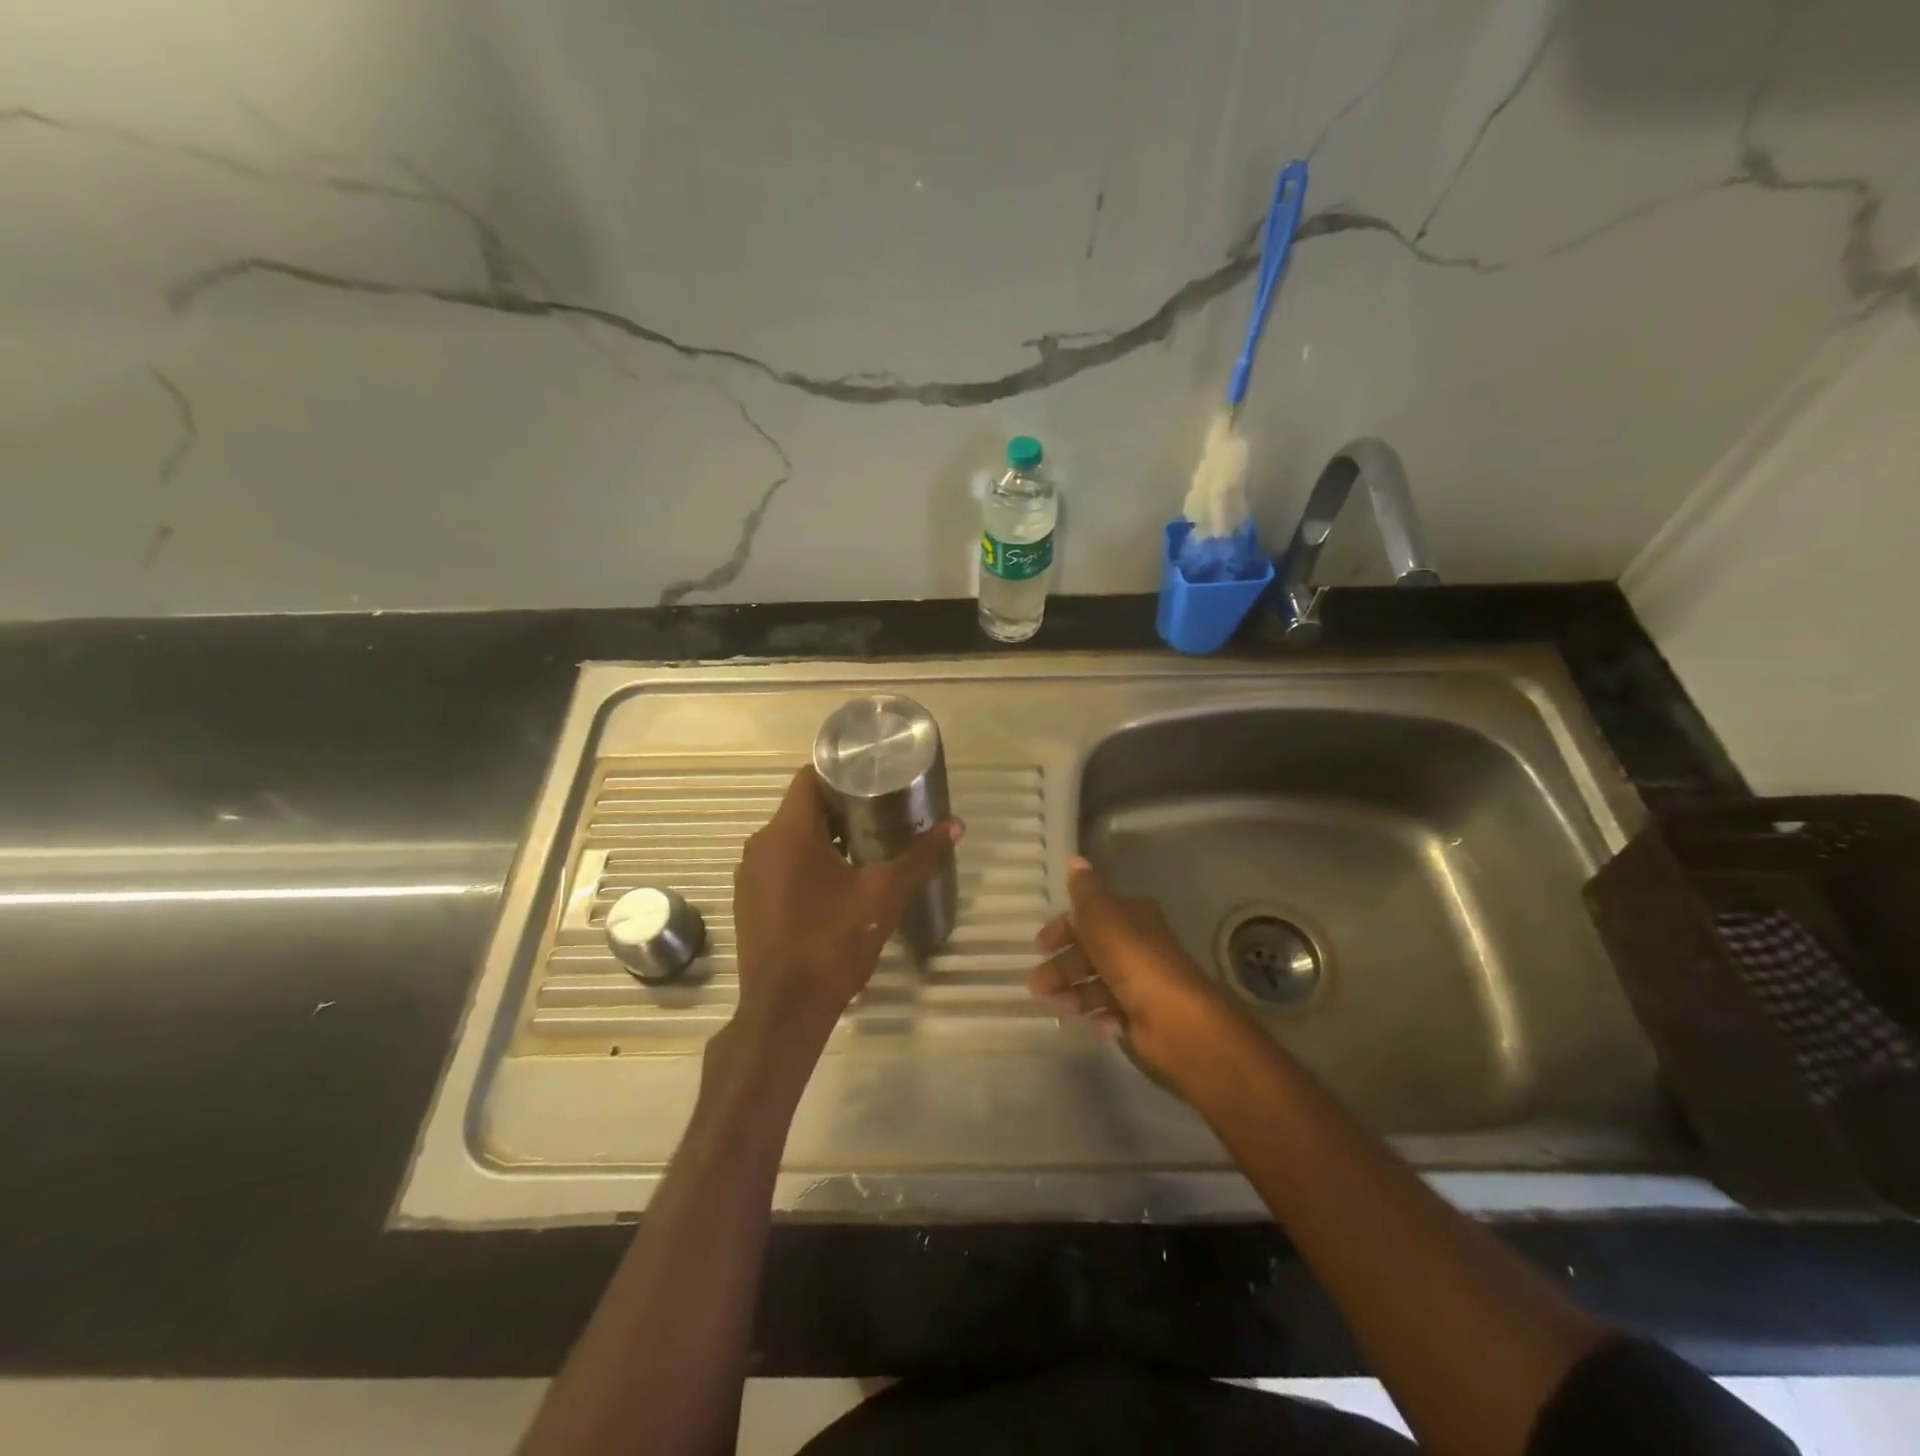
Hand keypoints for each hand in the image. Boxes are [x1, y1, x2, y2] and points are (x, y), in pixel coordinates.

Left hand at [727, 766, 962, 1056]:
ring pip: (790, 838)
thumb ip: (919, 858)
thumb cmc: (832, 944)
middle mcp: (760, 845)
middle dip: (841, 807)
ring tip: (866, 845)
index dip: (841, 773)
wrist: (784, 1010)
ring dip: (825, 837)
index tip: (874, 778)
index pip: (809, 778)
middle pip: (802, 808)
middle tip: (882, 813)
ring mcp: (750, 875)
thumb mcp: (883, 897)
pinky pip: (779, 864)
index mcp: (788, 833)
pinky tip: (837, 883)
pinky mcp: (749, 900)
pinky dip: (806, 862)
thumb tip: (956, 826)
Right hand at [1028, 856, 1243, 1085]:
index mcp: (1131, 917)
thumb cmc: (1133, 960)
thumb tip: (1074, 860)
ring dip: (1076, 994)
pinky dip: (1102, 1017)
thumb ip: (1085, 891)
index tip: (1038, 946)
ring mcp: (1142, 983)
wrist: (1176, 1018)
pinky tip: (1098, 1022)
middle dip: (1062, 967)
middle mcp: (1138, 946)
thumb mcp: (1102, 916)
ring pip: (1099, 984)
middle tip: (1037, 985)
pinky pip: (1115, 1013)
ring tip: (1060, 1007)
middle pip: (1091, 952)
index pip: (1090, 916)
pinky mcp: (1145, 1016)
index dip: (1063, 928)